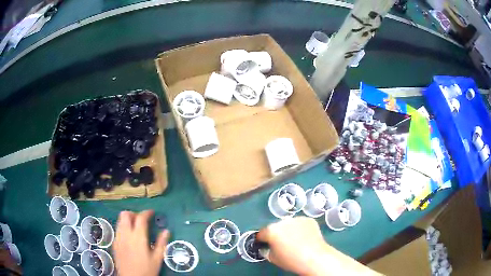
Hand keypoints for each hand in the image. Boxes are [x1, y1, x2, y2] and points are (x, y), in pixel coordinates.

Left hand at [113, 210, 168, 275]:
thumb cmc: (147, 270)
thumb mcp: (157, 259)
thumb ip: (161, 243)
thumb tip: (166, 231)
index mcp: (138, 237)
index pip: (140, 218)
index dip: (146, 213)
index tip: (152, 212)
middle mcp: (125, 234)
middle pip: (125, 215)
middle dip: (133, 214)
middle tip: (142, 220)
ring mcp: (118, 238)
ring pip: (119, 221)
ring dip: (127, 220)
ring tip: (136, 228)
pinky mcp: (114, 243)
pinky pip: (118, 229)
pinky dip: (123, 228)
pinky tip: (130, 238)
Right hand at [257, 217, 328, 274]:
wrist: (314, 257)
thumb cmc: (291, 260)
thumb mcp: (273, 259)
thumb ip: (267, 251)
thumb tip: (267, 247)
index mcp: (271, 230)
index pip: (262, 233)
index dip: (262, 240)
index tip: (266, 244)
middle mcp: (282, 221)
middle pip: (276, 227)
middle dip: (277, 233)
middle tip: (282, 244)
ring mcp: (297, 219)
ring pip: (289, 224)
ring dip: (289, 230)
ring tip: (295, 240)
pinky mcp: (308, 219)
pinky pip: (300, 223)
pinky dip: (300, 228)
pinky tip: (304, 237)